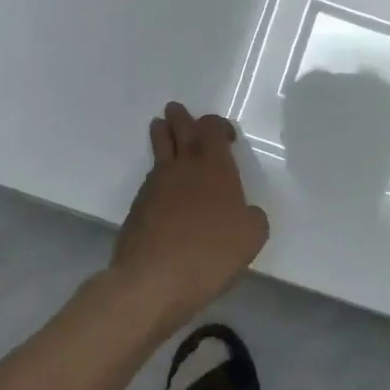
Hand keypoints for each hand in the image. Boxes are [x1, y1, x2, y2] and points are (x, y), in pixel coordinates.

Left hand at [113, 103, 269, 315]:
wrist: (154, 279)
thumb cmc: (211, 252)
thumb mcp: (252, 236)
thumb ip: (251, 217)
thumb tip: (244, 213)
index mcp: (214, 167)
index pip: (212, 129)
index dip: (218, 126)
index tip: (225, 135)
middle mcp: (183, 168)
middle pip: (179, 131)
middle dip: (180, 118)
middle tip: (175, 109)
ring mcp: (155, 186)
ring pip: (159, 151)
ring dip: (161, 136)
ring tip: (160, 128)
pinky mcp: (137, 209)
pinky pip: (150, 181)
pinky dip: (157, 177)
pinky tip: (162, 187)